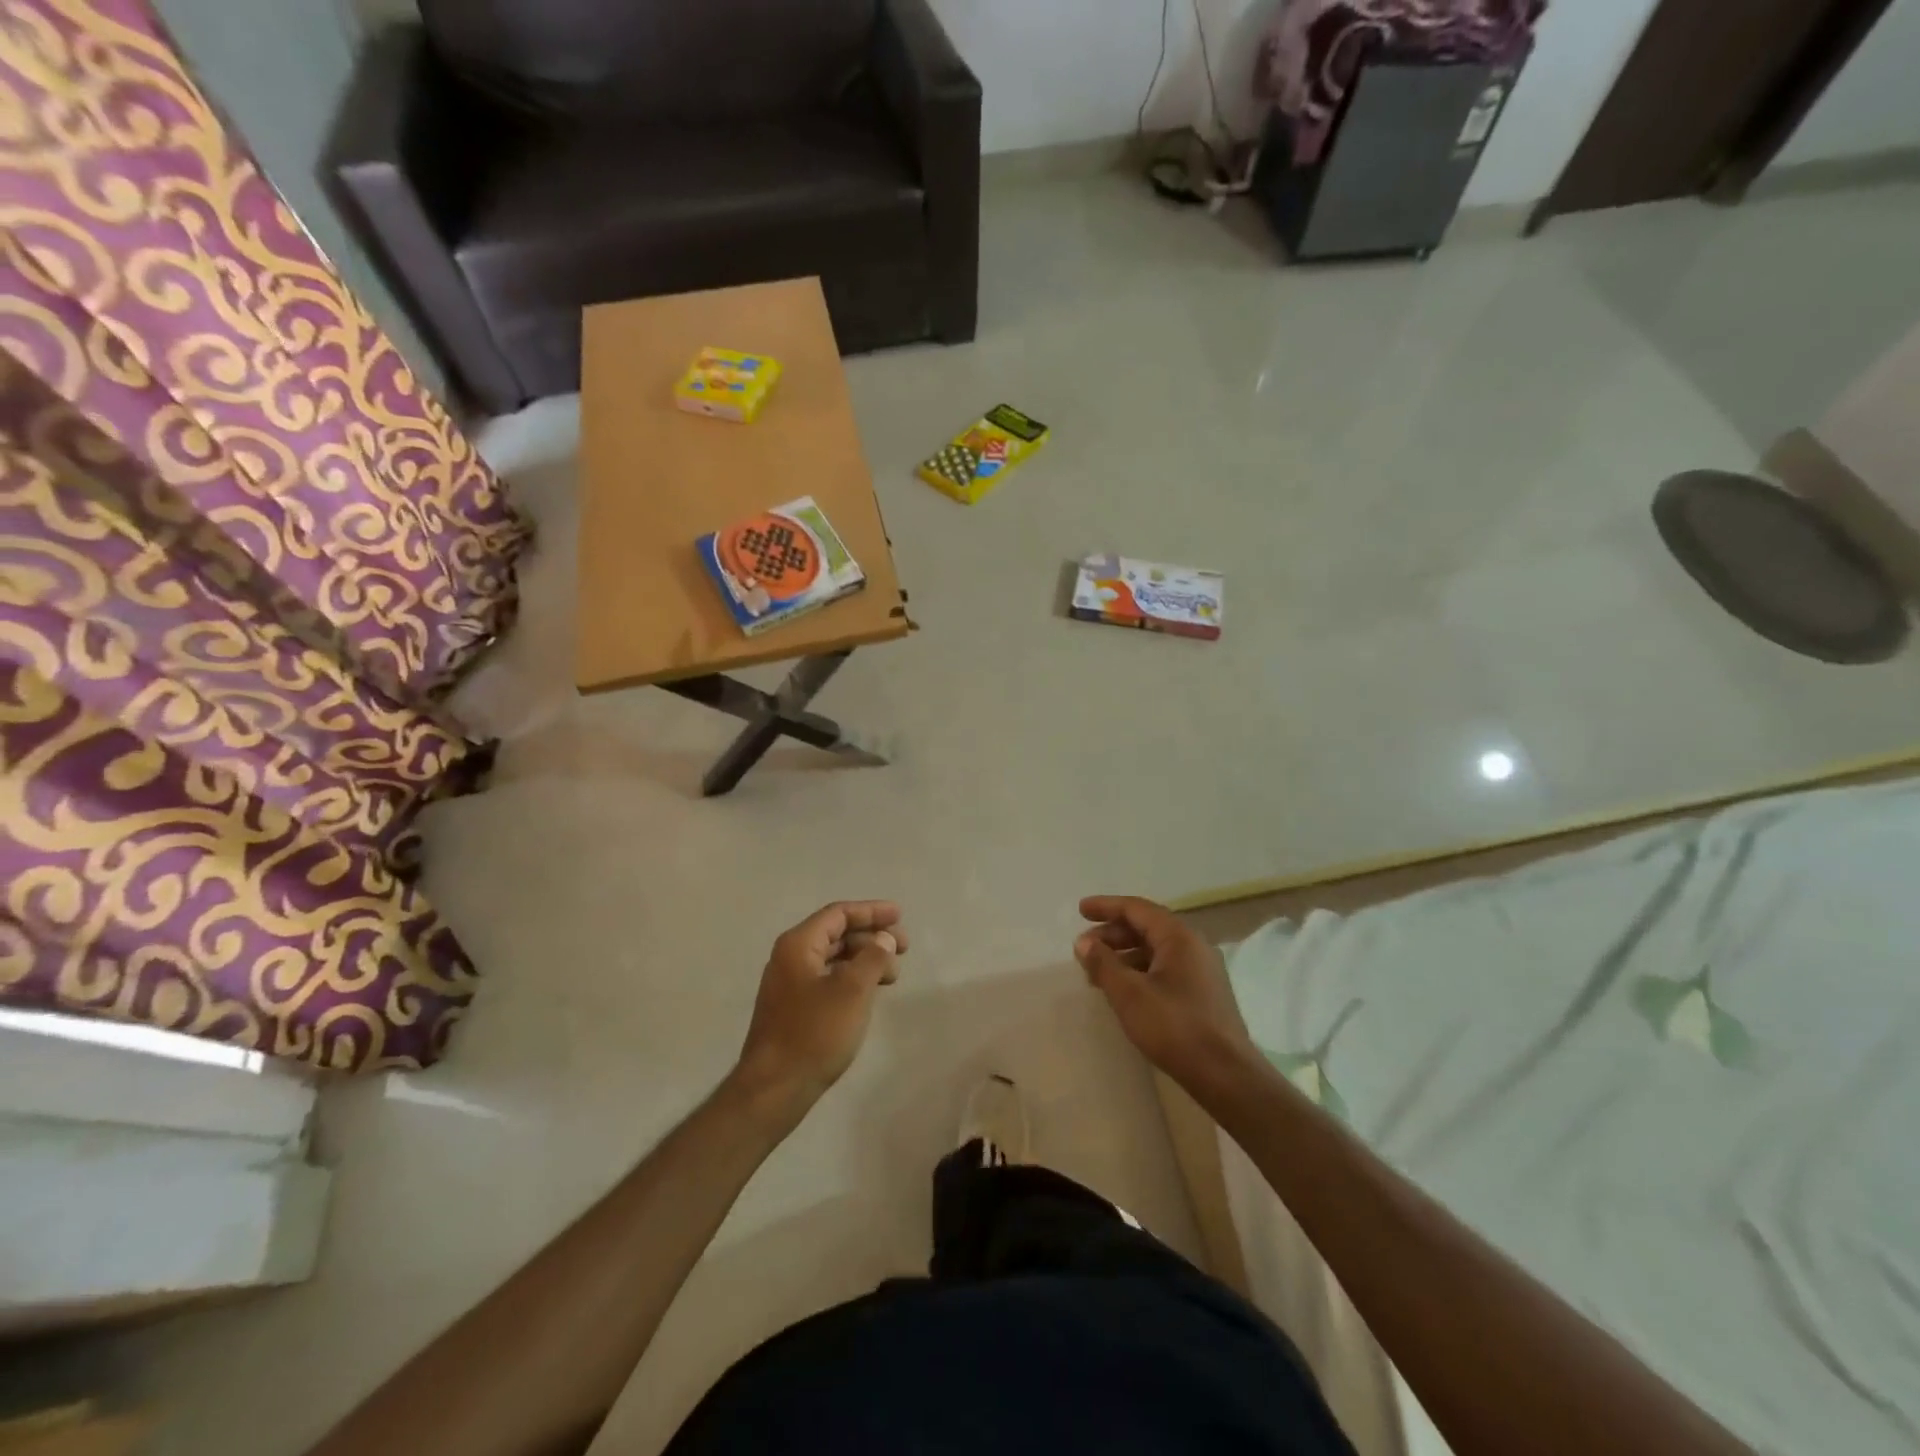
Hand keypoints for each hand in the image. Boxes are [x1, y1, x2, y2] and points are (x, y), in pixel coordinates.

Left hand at [732, 901, 906, 1123]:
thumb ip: (873, 957)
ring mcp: (789, 984)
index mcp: (798, 945)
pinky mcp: (793, 1009)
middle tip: (903, 948)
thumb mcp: (853, 990)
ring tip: (893, 975)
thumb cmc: (815, 1033)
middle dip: (871, 937)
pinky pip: (828, 979)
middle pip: (836, 934)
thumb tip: (883, 938)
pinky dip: (852, 978)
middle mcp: (790, 957)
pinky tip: (870, 992)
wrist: (774, 1089)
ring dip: (864, 959)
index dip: (871, 911)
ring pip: (833, 959)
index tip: (899, 916)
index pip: (838, 914)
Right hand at [1075, 895, 1255, 1090]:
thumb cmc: (1174, 1027)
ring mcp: (1202, 970)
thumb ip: (1103, 963)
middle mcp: (1194, 945)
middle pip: (1147, 927)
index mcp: (1179, 937)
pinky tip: (1124, 990)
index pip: (1137, 908)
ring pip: (1156, 950)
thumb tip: (1083, 942)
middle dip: (1113, 934)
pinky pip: (1165, 968)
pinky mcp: (1203, 993)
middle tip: (1084, 948)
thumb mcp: (1129, 994)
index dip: (1106, 906)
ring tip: (1097, 972)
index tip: (1080, 910)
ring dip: (1124, 954)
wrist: (1225, 1075)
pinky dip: (1140, 971)